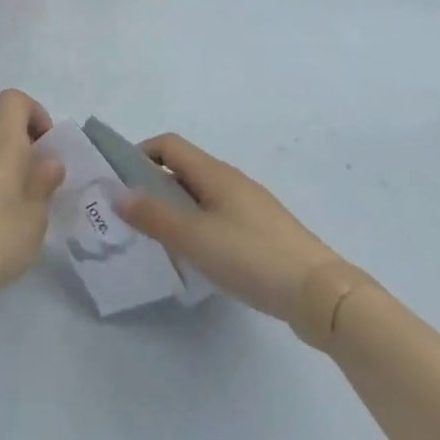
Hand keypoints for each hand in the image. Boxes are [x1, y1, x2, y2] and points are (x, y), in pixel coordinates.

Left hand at [0, 89, 63, 303]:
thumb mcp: (34, 220)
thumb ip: (43, 186)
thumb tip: (48, 161)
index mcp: (2, 148)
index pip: (13, 101)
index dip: (35, 113)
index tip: (46, 147)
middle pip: (5, 139)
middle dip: (28, 161)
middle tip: (41, 200)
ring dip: (9, 184)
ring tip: (18, 226)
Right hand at [114, 133, 340, 329]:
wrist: (321, 295)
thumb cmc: (251, 257)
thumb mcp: (194, 238)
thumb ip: (153, 216)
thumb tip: (118, 193)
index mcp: (214, 173)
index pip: (168, 144)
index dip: (140, 154)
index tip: (120, 181)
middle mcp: (232, 181)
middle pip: (184, 169)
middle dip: (153, 185)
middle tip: (132, 215)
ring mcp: (251, 206)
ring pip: (201, 195)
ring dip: (175, 208)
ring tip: (159, 238)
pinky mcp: (263, 232)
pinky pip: (218, 215)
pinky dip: (198, 225)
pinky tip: (197, 256)